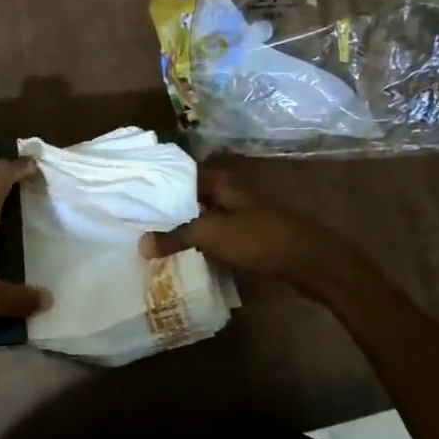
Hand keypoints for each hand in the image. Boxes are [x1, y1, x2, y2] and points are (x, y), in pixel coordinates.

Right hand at [139, 162, 359, 293]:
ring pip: (198, 218)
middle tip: (131, 221)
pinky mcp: (244, 236)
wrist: (310, 263)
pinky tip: (177, 255)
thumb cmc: (260, 238)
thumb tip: (141, 244)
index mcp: (219, 180)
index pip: (177, 176)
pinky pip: (211, 236)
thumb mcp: (212, 235)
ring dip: (179, 229)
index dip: (154, 186)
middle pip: (187, 198)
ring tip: (146, 239)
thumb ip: (175, 236)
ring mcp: (237, 214)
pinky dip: (195, 243)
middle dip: (163, 210)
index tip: (128, 197)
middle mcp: (227, 192)